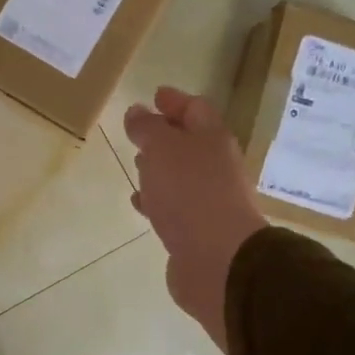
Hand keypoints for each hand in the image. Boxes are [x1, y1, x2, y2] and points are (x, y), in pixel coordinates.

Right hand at [124, 88, 267, 349]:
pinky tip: (141, 203)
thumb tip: (138, 111)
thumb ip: (147, 128)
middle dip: (166, 135)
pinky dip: (158, 200)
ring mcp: (210, 201)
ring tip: (136, 164)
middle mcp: (216, 167)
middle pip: (191, 143)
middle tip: (140, 132)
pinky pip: (175, 207)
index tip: (155, 95)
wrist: (218, 260)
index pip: (196, 109)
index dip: (176, 100)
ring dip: (160, 169)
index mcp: (213, 140)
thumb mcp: (162, 149)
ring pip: (181, 176)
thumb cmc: (190, 193)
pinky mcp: (198, 231)